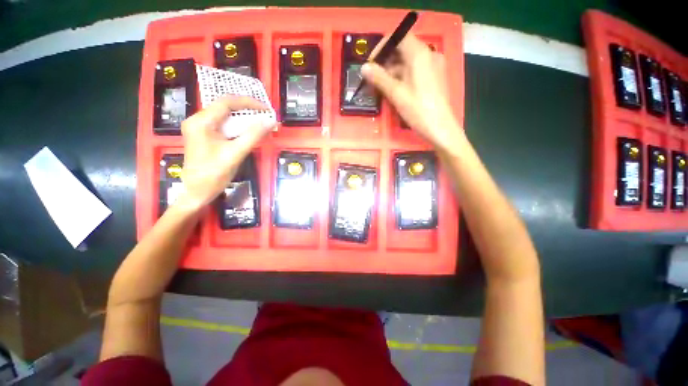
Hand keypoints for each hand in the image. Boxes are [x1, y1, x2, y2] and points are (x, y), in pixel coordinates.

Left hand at [177, 96, 275, 209]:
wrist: (196, 192)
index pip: (227, 102)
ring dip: (243, 118)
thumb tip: (270, 121)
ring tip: (260, 122)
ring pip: (224, 116)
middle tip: (265, 116)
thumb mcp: (236, 154)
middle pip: (224, 107)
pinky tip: (248, 132)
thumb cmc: (214, 174)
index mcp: (201, 122)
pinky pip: (223, 126)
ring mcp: (199, 128)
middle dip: (247, 110)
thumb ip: (253, 136)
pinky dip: (237, 127)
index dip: (249, 102)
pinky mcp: (203, 136)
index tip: (266, 109)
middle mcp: (197, 120)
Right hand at [361, 33, 462, 150]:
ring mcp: (433, 66)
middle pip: (403, 49)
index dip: (382, 47)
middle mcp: (429, 54)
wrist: (440, 128)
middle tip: (373, 79)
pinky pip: (415, 71)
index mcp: (420, 54)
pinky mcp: (434, 77)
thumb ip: (379, 78)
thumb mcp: (396, 94)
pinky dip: (402, 77)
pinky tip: (394, 90)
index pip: (398, 37)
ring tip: (381, 87)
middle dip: (386, 62)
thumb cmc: (418, 110)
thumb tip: (364, 68)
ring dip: (393, 71)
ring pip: (408, 62)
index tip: (371, 64)